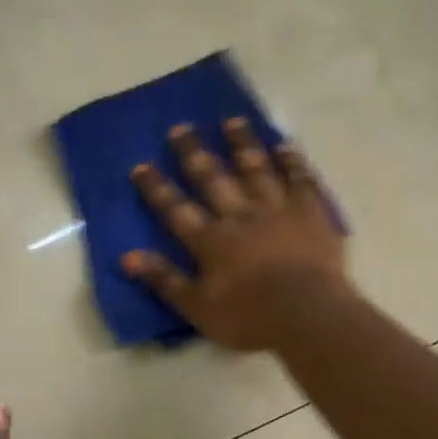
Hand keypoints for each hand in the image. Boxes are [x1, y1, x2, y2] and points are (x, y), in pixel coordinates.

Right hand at [121, 119, 349, 350]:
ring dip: (242, 144)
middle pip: (213, 178)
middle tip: (181, 127)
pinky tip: (284, 145)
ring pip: (256, 168)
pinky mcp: (310, 212)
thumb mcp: (198, 308)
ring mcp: (277, 209)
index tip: (140, 165)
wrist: (307, 314)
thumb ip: (164, 280)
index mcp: (211, 241)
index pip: (175, 209)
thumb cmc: (250, 317)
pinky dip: (291, 161)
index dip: (156, 188)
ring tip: (232, 121)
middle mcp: (240, 215)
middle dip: (194, 152)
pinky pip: (300, 179)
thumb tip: (127, 257)